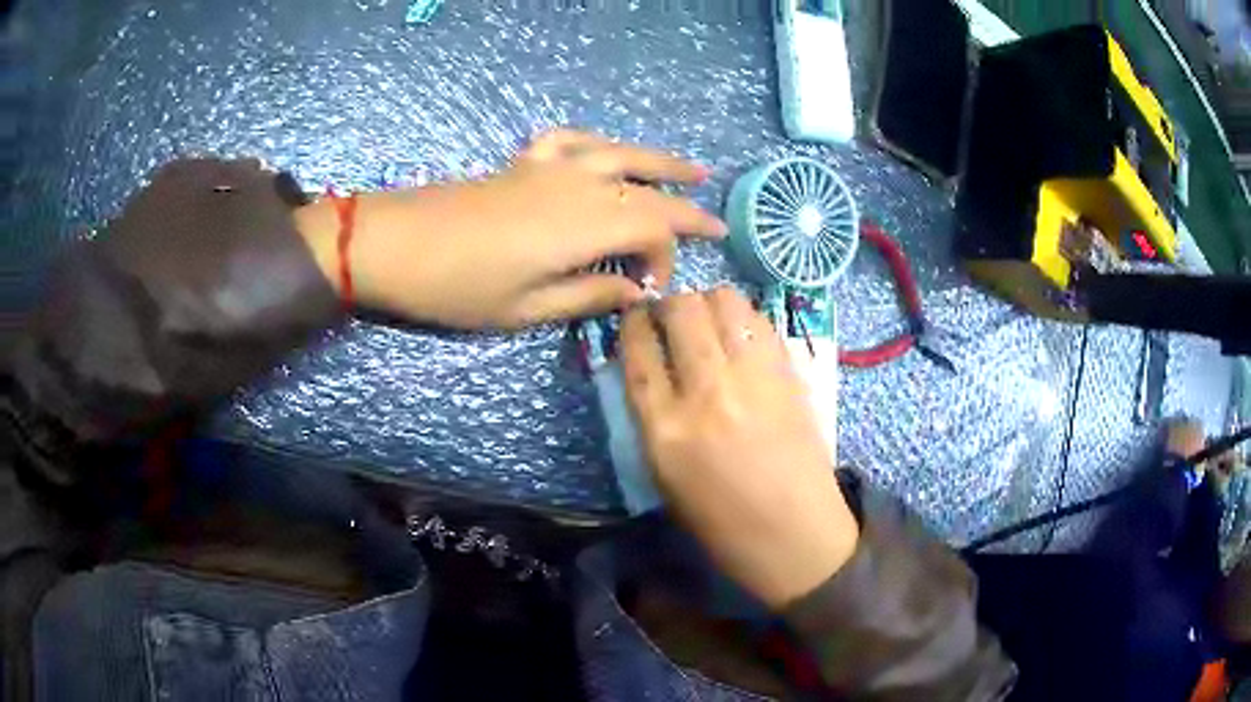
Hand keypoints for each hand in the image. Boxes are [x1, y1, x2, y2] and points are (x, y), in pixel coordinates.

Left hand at [296, 130, 725, 328]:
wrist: (395, 243)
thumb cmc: (458, 287)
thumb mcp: (526, 309)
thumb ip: (588, 296)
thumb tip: (635, 293)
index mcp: (586, 225)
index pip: (654, 231)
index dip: (667, 259)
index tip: (652, 290)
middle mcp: (580, 185)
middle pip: (649, 189)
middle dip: (686, 207)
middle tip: (715, 224)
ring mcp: (551, 166)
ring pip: (621, 154)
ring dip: (660, 161)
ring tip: (692, 169)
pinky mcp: (525, 161)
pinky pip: (573, 140)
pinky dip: (597, 143)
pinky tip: (605, 150)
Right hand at [620, 287, 858, 608]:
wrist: (796, 535)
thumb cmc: (722, 521)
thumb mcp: (665, 477)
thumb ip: (651, 416)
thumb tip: (648, 365)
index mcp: (665, 429)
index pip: (638, 351)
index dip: (633, 324)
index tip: (636, 318)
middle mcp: (707, 392)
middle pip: (680, 310)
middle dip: (669, 303)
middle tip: (672, 318)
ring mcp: (753, 377)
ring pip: (723, 300)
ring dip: (708, 302)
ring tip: (708, 321)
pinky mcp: (789, 373)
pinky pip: (760, 320)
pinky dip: (743, 316)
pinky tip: (740, 335)